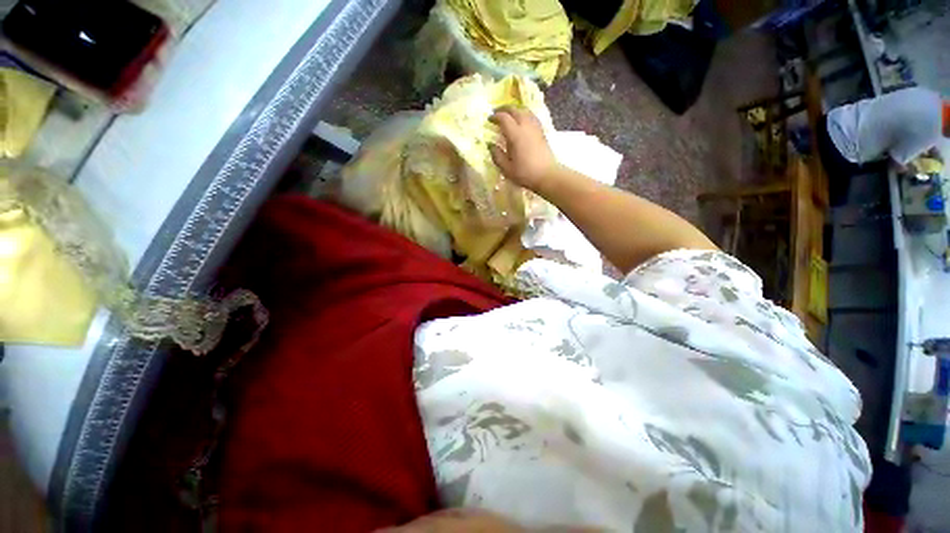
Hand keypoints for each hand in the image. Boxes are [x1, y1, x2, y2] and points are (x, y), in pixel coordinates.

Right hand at [489, 106, 558, 191]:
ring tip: (509, 115)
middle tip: (497, 113)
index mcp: (516, 135)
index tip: (489, 119)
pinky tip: (522, 121)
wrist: (547, 175)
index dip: (495, 116)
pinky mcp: (541, 132)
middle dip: (504, 109)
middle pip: (515, 110)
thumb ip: (497, 155)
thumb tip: (490, 145)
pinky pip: (532, 116)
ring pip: (525, 111)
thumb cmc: (525, 173)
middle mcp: (526, 127)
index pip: (504, 118)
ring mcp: (535, 128)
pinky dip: (524, 114)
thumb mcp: (507, 169)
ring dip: (515, 110)